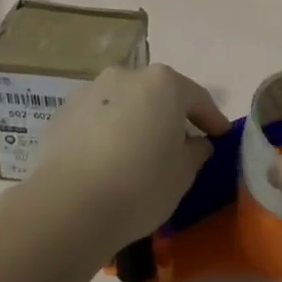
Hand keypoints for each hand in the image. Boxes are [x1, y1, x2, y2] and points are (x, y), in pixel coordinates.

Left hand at [24, 64, 230, 244]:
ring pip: (123, 104)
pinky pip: (95, 120)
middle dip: (169, 116)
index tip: (220, 135)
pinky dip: (105, 133)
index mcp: (164, 83)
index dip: (212, 119)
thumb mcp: (183, 174)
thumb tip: (196, 144)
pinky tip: (106, 161)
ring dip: (135, 122)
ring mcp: (90, 92)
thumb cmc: (140, 185)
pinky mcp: (62, 114)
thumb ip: (196, 152)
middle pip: (157, 94)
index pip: (197, 98)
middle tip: (179, 143)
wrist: (68, 206)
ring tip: (138, 152)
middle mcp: (126, 76)